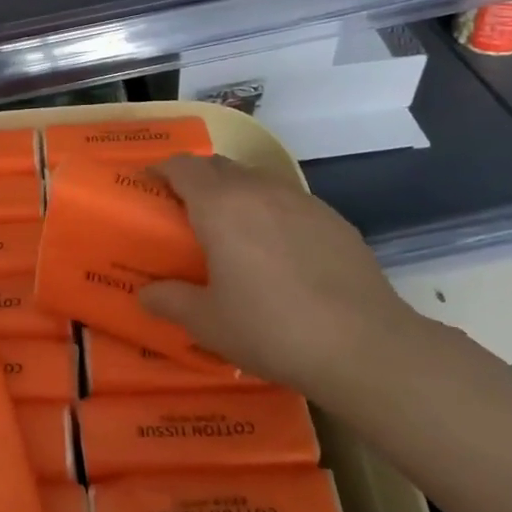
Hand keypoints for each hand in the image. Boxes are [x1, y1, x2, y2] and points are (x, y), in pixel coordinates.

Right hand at [139, 155, 419, 398]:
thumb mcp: (207, 323)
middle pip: (218, 166)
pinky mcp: (333, 219)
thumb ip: (170, 300)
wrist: (364, 346)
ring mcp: (301, 200)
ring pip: (256, 180)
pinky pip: (288, 201)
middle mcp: (258, 189)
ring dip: (235, 193)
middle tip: (185, 211)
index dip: (161, 171)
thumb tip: (146, 293)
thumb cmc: (271, 328)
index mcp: (220, 205)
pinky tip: (278, 250)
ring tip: (232, 229)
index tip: (149, 187)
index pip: (182, 166)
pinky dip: (271, 211)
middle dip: (196, 179)